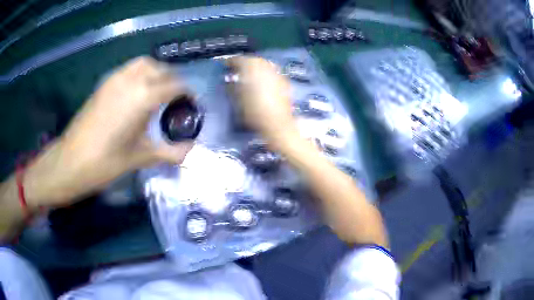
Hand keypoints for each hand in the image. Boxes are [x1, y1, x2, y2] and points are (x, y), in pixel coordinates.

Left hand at [25, 57, 193, 207]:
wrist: (70, 161)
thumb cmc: (105, 162)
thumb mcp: (140, 158)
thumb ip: (169, 152)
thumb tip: (190, 152)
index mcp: (144, 96)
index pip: (175, 85)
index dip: (188, 93)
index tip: (192, 104)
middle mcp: (132, 80)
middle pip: (161, 69)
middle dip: (173, 80)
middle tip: (176, 99)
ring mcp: (116, 79)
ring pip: (144, 64)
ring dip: (156, 72)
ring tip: (158, 92)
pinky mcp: (104, 84)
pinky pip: (129, 69)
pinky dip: (140, 74)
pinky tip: (137, 93)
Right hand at [226, 56, 297, 143]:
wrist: (277, 122)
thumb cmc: (253, 111)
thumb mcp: (237, 99)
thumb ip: (231, 85)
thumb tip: (229, 79)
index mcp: (250, 66)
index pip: (237, 59)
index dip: (229, 63)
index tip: (224, 67)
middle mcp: (264, 65)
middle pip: (252, 60)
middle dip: (243, 64)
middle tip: (236, 71)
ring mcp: (276, 71)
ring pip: (263, 65)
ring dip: (255, 68)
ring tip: (248, 77)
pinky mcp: (284, 80)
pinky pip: (271, 73)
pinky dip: (264, 75)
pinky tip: (261, 83)